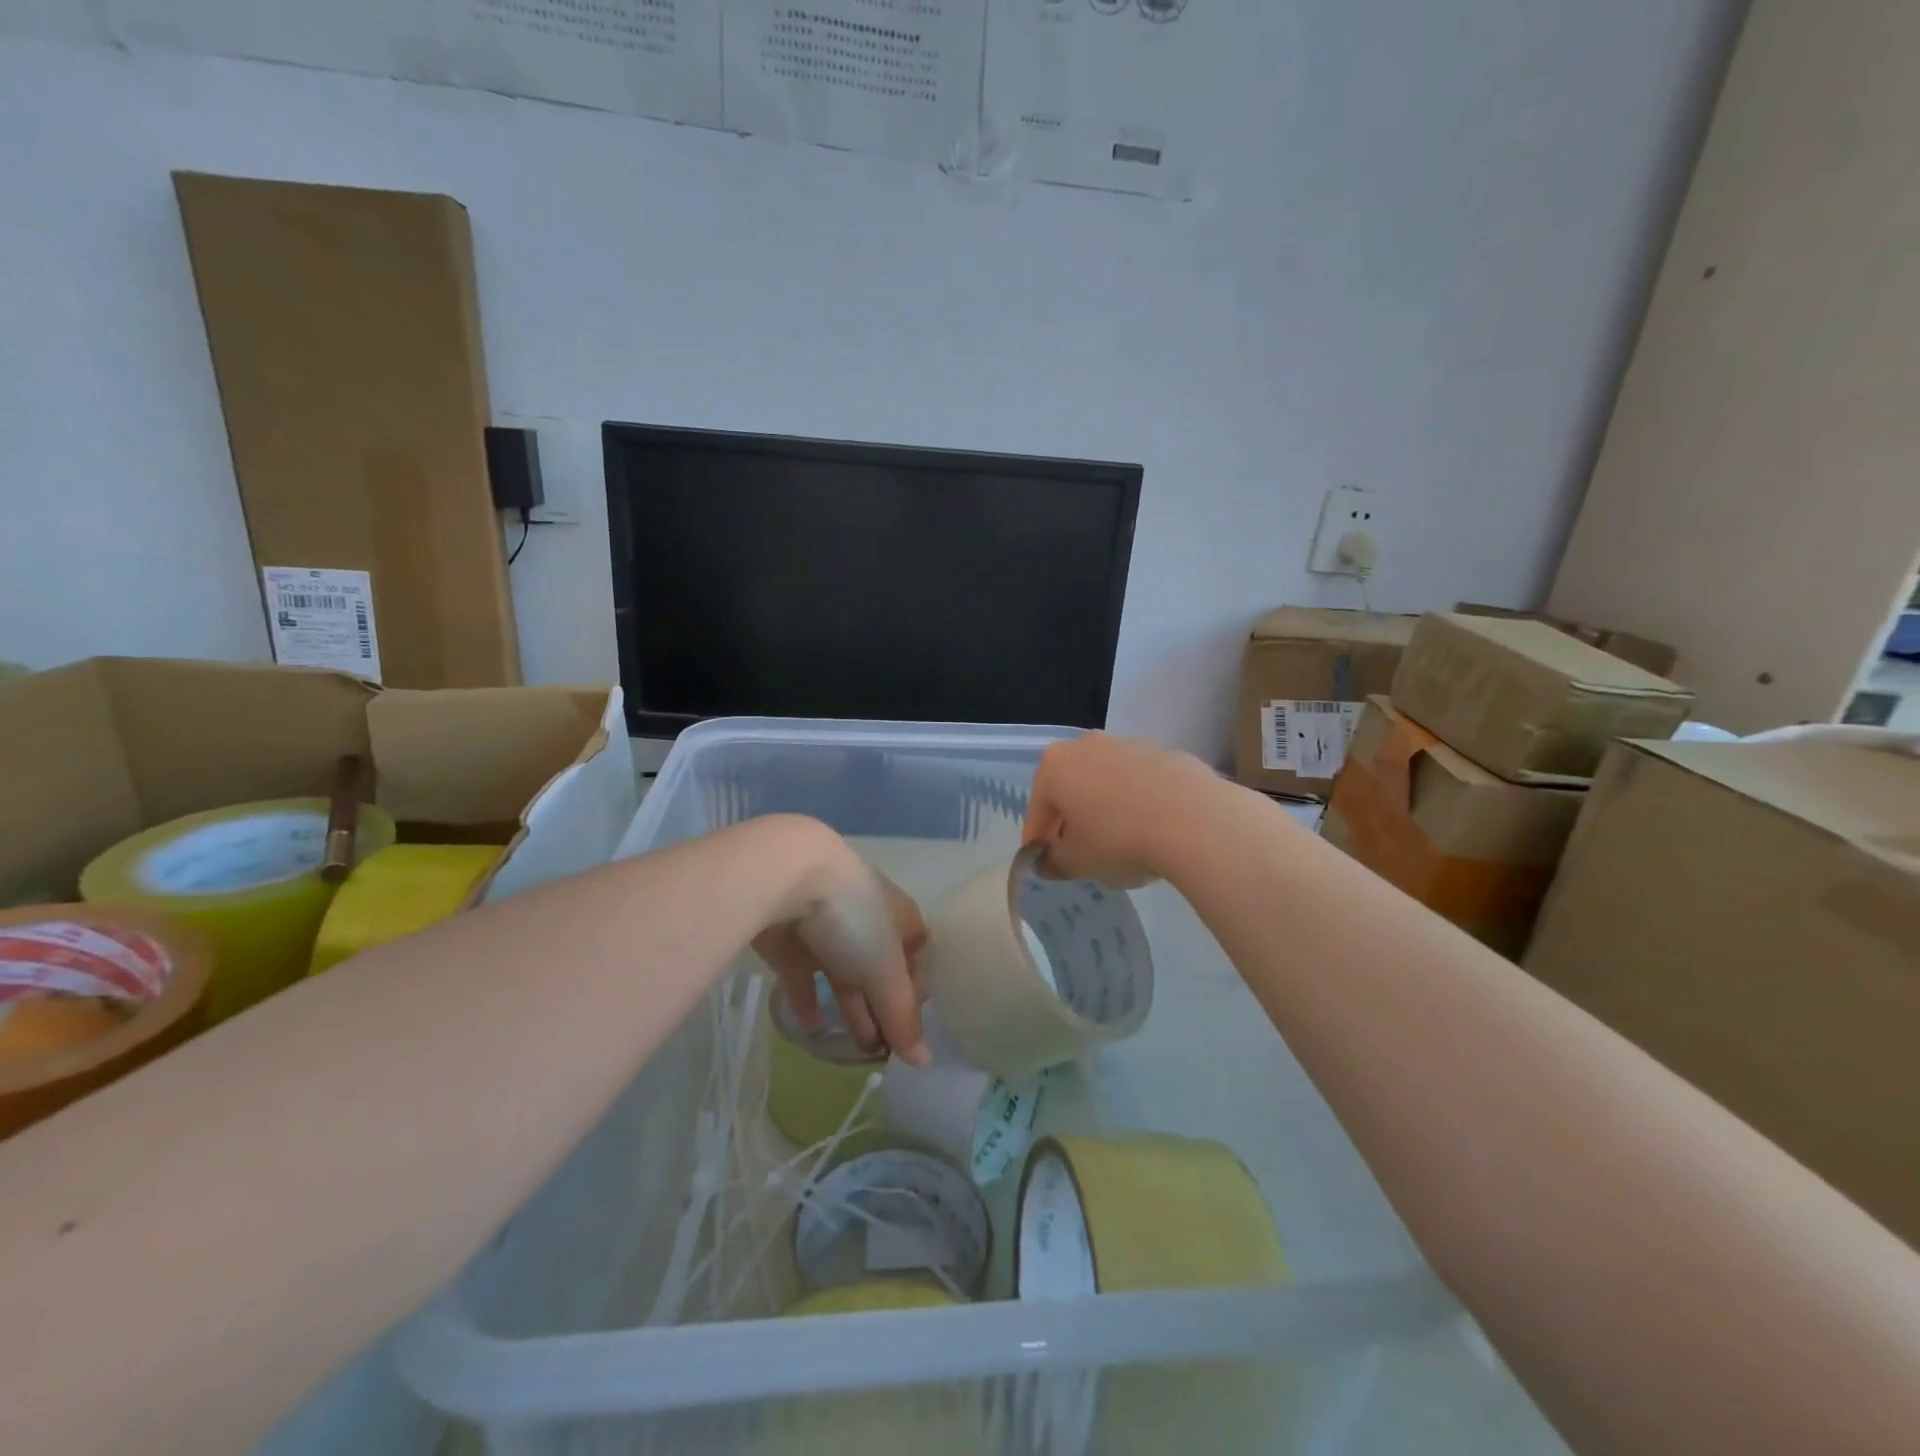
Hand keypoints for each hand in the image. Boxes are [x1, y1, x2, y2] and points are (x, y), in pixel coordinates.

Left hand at [754, 840, 930, 1065]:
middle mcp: (866, 921)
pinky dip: (809, 1000)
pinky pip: (804, 976)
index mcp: (899, 917)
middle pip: (879, 970)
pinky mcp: (791, 940)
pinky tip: (814, 1028)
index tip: (910, 1029)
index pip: (917, 957)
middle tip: (883, 1052)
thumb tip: (925, 1062)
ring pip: (844, 974)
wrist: (787, 877)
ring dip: (851, 1008)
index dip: (916, 992)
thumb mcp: (885, 971)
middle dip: (883, 1008)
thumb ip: (902, 1016)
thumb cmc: (853, 919)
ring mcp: (827, 929)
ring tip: (857, 1049)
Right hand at [1021, 733, 1220, 886]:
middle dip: (1072, 819)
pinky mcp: (1167, 754)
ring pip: (1107, 782)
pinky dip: (1140, 803)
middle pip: (1071, 788)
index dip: (1038, 840)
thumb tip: (1046, 862)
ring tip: (1121, 844)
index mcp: (1056, 766)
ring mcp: (1130, 745)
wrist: (1195, 820)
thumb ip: (1054, 862)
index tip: (1044, 862)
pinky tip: (1153, 831)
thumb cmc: (1119, 839)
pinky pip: (1142, 784)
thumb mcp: (1078, 862)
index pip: (1037, 808)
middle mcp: (1088, 745)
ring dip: (1106, 808)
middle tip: (1080, 853)